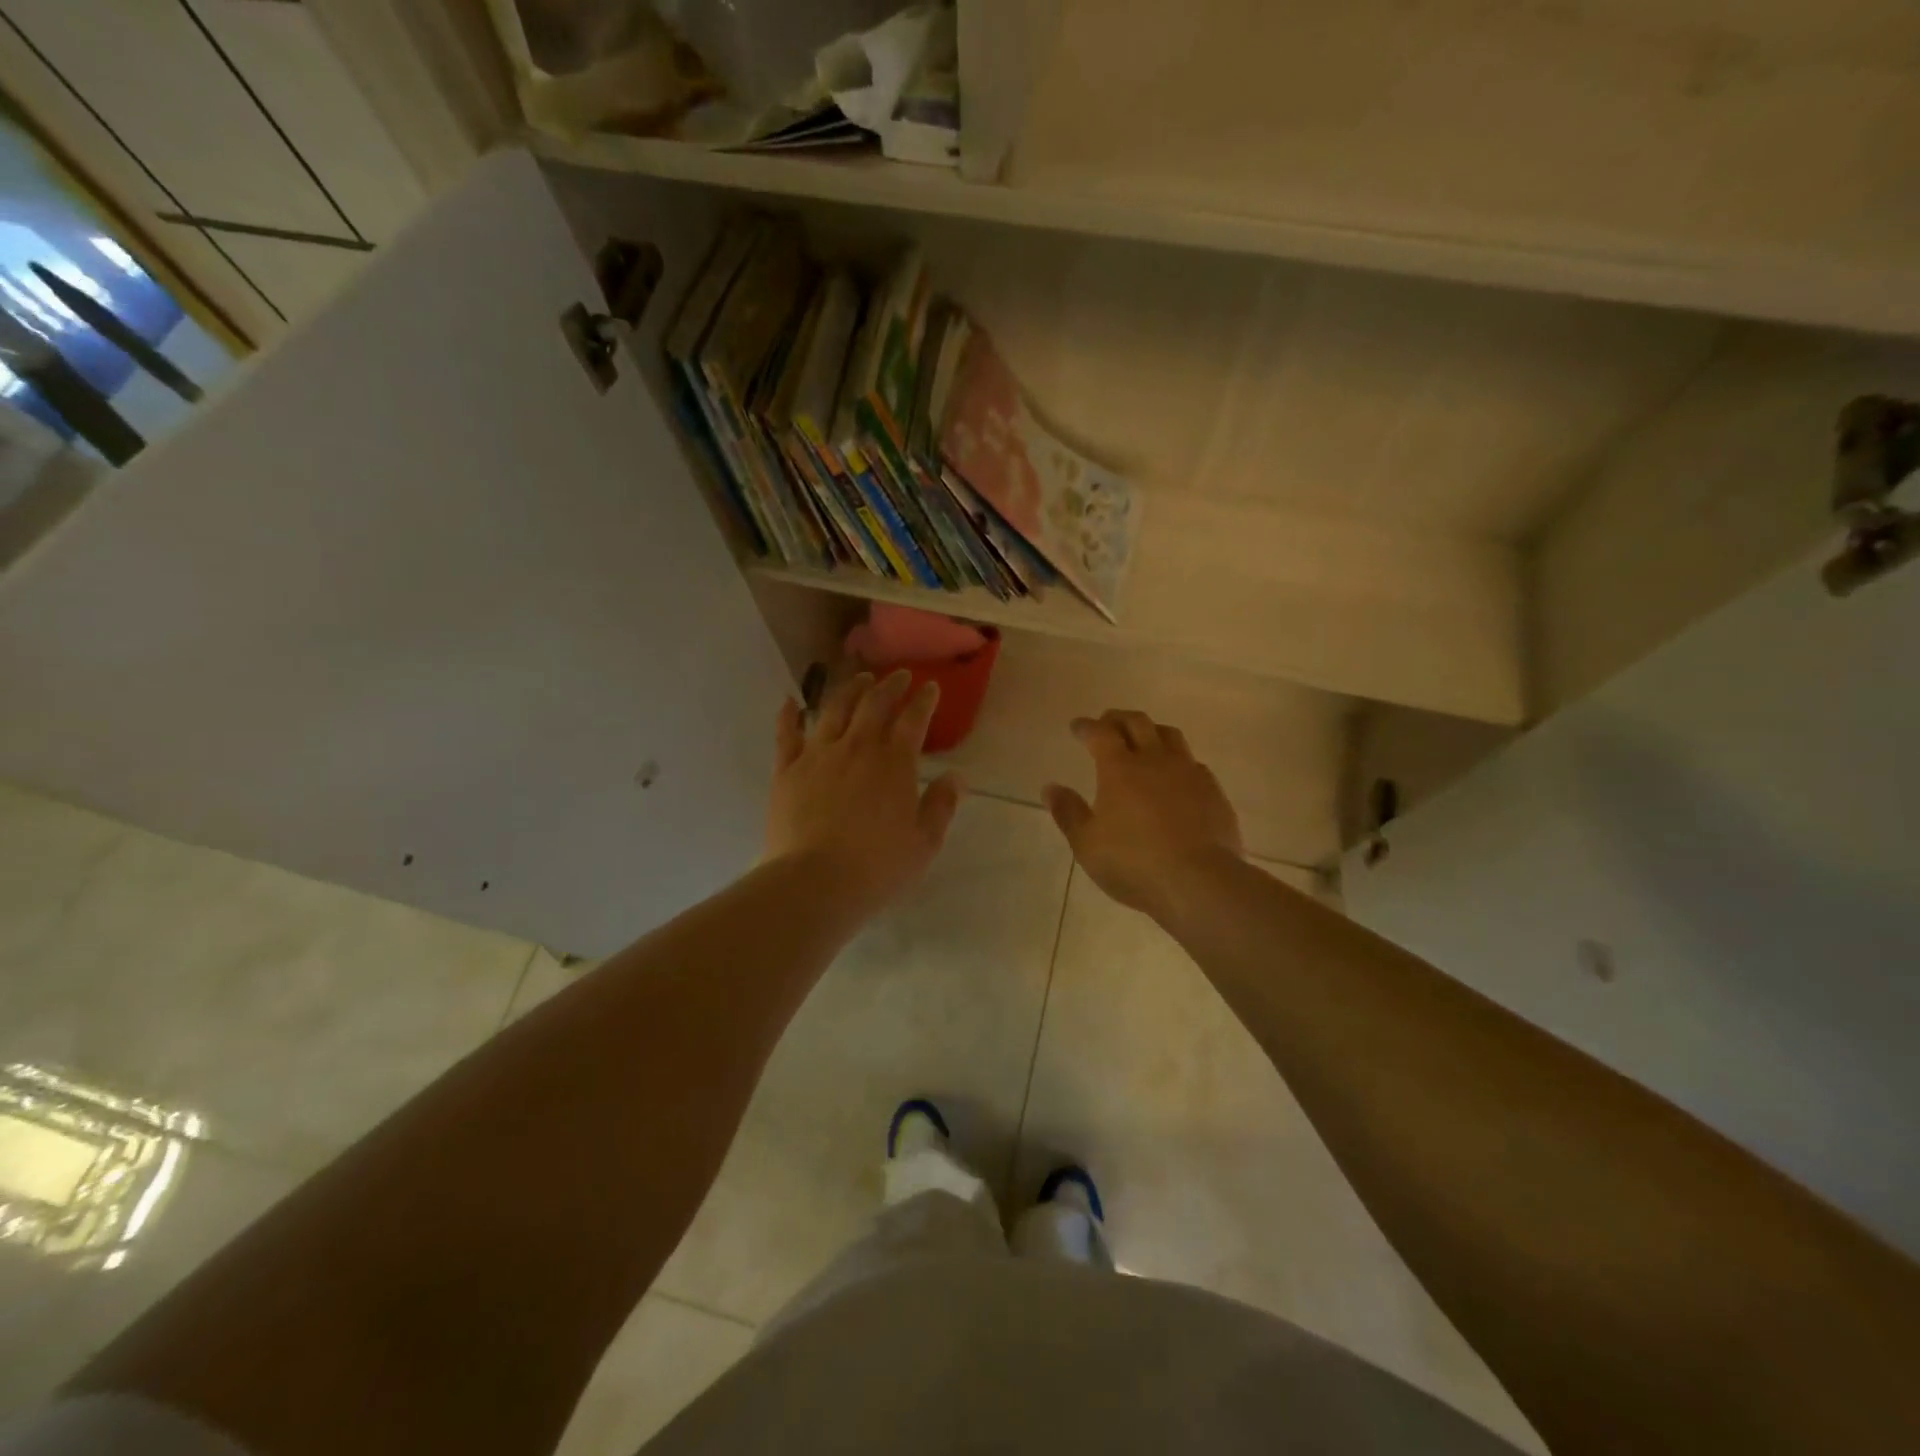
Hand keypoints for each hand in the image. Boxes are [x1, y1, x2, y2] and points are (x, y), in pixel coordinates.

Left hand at [766, 670, 963, 921]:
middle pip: (874, 704)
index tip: (931, 687)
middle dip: (890, 685)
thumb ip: (941, 805)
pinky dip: (788, 714)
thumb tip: (956, 777)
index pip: (913, 720)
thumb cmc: (877, 867)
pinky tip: (790, 701)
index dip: (924, 700)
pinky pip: (786, 733)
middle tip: (898, 676)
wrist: (814, 882)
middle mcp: (857, 747)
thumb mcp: (924, 843)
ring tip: (859, 679)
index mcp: (894, 763)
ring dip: (850, 689)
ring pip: (834, 708)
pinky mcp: (787, 769)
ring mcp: (818, 754)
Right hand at [1043, 710, 1242, 917]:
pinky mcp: (1212, 790)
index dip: (1087, 726)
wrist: (1199, 881)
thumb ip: (1068, 812)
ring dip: (1151, 730)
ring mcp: (1188, 772)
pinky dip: (1178, 760)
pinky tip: (1176, 775)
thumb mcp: (1087, 844)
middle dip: (1118, 718)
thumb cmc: (1134, 863)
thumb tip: (1050, 788)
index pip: (1100, 733)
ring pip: (1170, 735)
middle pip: (1137, 723)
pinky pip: (1193, 762)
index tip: (1077, 727)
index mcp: (1120, 768)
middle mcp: (1155, 760)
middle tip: (1107, 722)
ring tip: (1143, 739)